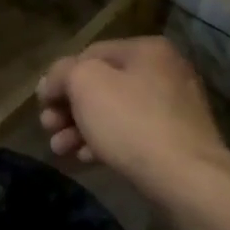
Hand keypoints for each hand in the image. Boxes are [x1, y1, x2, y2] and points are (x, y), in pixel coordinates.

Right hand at [37, 36, 229, 198]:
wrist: (187, 179)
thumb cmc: (132, 123)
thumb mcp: (86, 84)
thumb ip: (62, 73)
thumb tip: (52, 83)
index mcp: (146, 50)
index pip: (89, 54)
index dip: (60, 78)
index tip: (42, 105)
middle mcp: (164, 71)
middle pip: (101, 85)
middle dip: (68, 108)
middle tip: (48, 128)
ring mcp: (173, 108)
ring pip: (114, 112)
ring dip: (81, 128)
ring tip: (60, 149)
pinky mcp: (176, 140)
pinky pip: (131, 135)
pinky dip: (105, 143)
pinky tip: (85, 159)